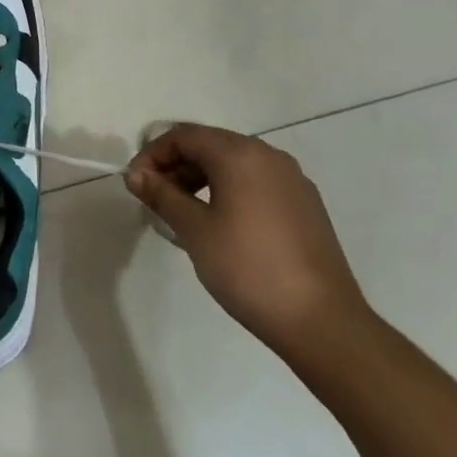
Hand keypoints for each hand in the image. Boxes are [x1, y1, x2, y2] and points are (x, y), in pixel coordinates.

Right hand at [124, 123, 369, 359]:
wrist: (321, 320)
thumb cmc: (247, 268)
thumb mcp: (194, 230)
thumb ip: (162, 195)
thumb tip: (135, 174)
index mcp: (240, 154)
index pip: (184, 135)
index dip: (152, 154)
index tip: (135, 184)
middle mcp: (268, 156)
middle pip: (210, 144)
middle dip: (175, 164)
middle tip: (154, 198)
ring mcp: (292, 180)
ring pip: (234, 163)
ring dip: (200, 177)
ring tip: (181, 212)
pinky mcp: (304, 204)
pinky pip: (255, 182)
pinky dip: (228, 190)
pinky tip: (219, 223)